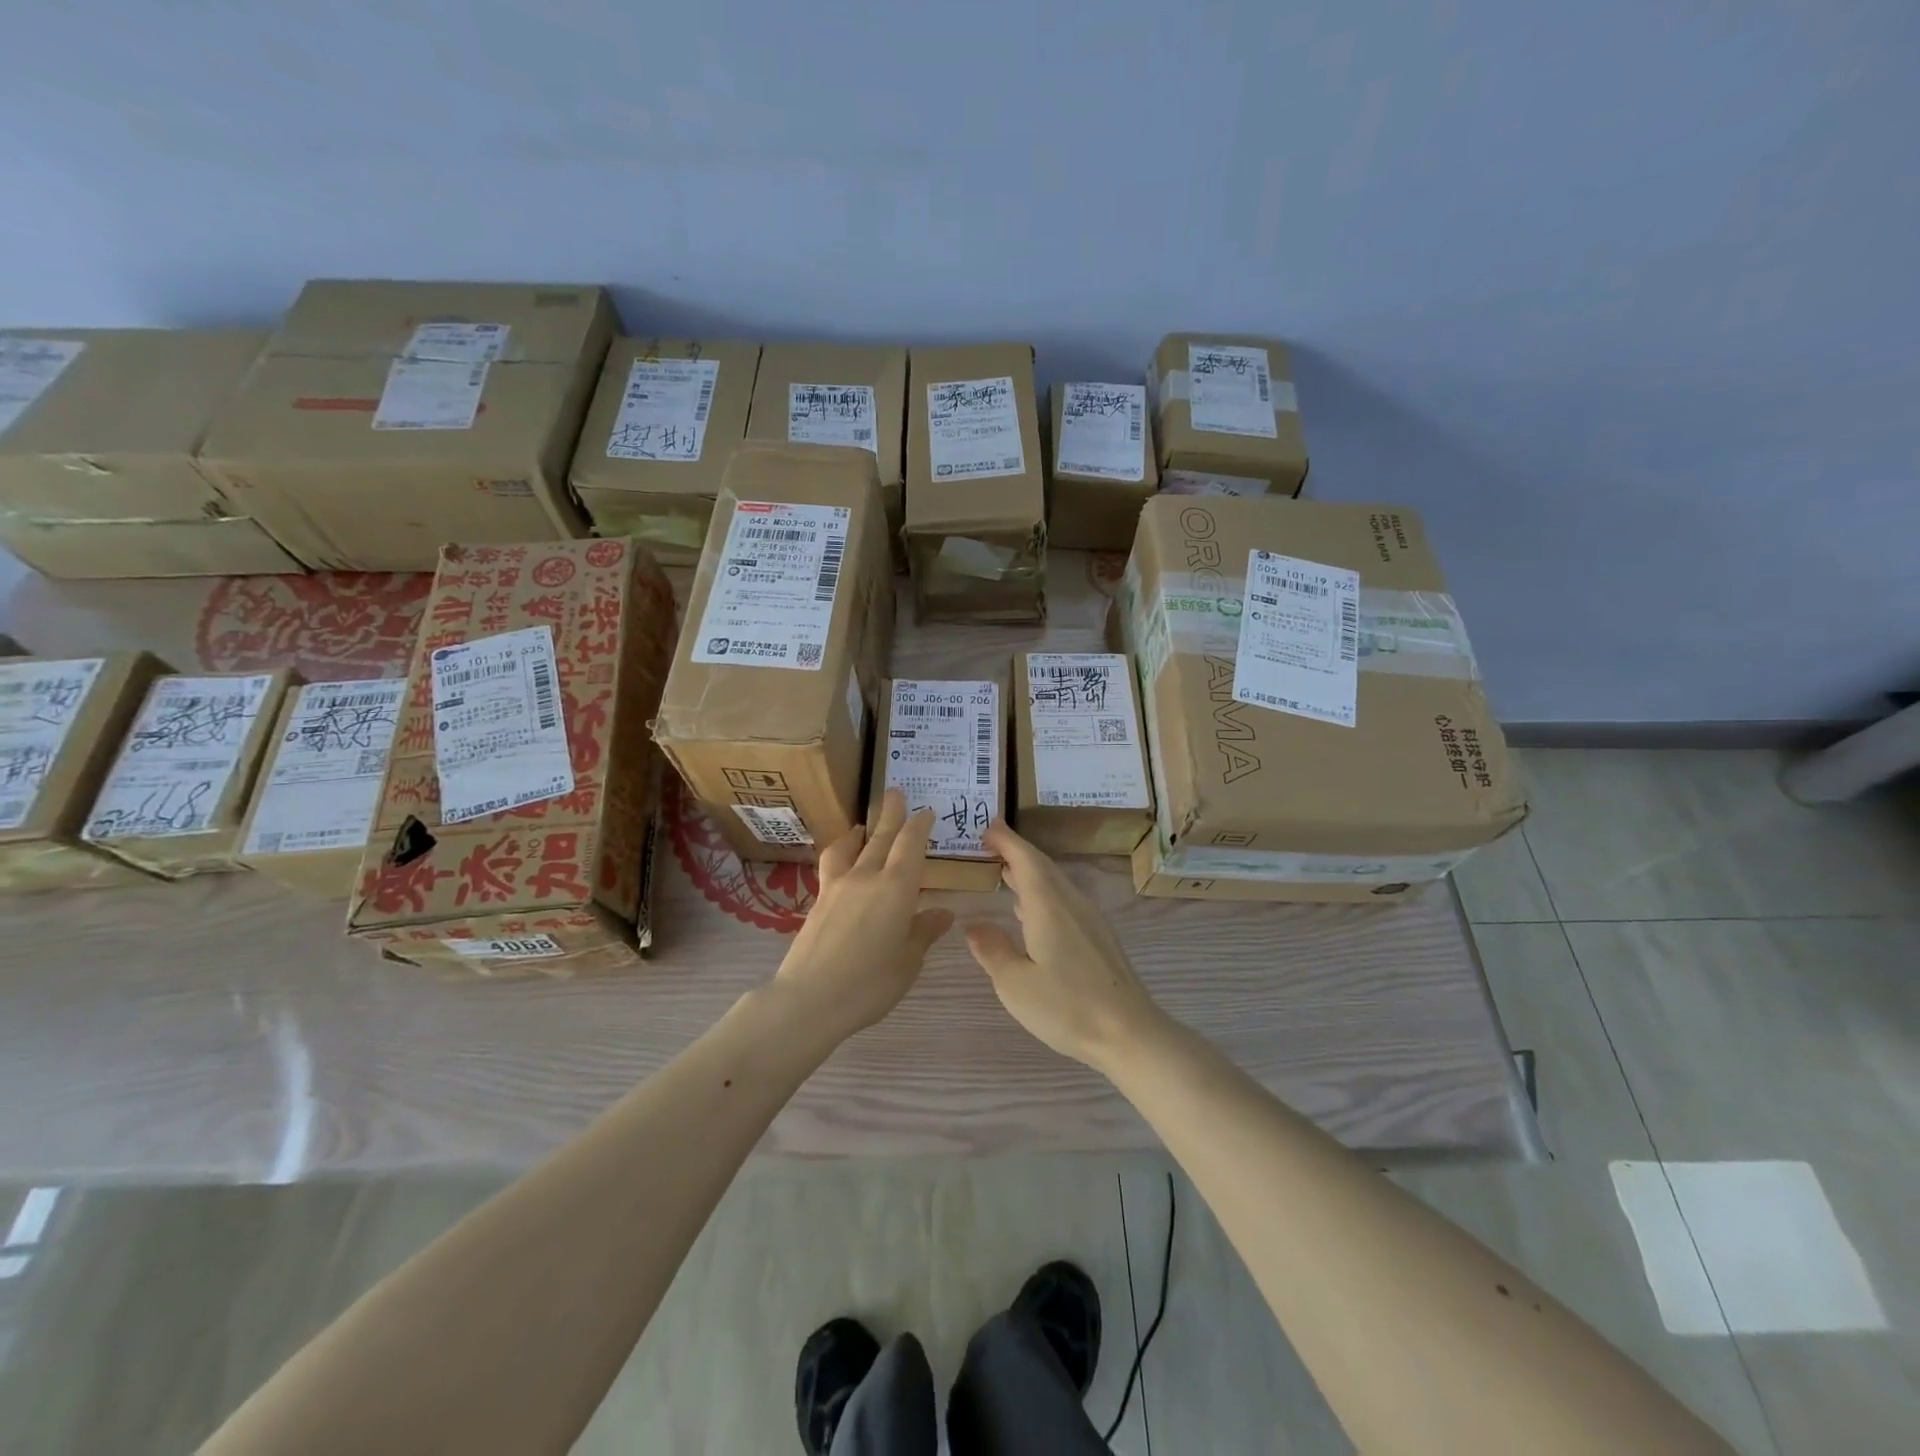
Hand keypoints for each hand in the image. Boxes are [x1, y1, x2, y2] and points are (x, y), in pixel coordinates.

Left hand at [767, 790, 953, 1045]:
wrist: (809, 999)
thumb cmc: (870, 983)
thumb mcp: (908, 961)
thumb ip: (923, 932)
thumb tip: (942, 913)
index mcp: (897, 888)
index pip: (911, 844)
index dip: (920, 825)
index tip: (926, 812)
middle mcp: (867, 877)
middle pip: (881, 837)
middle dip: (891, 814)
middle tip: (895, 792)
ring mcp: (838, 886)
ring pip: (852, 847)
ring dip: (861, 831)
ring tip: (863, 825)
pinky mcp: (818, 900)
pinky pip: (833, 864)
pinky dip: (841, 852)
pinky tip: (842, 861)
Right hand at [965, 821, 1169, 1072]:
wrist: (1130, 1032)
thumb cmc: (1067, 1007)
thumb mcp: (1015, 984)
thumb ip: (992, 950)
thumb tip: (972, 924)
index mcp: (1048, 906)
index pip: (1024, 859)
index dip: (1006, 840)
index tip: (986, 826)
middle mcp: (1070, 903)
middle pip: (1042, 866)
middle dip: (1016, 851)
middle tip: (989, 843)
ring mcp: (1089, 919)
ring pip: (1055, 883)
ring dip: (1029, 872)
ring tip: (1004, 873)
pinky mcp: (1099, 937)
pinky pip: (1064, 900)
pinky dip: (1042, 893)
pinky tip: (1030, 912)